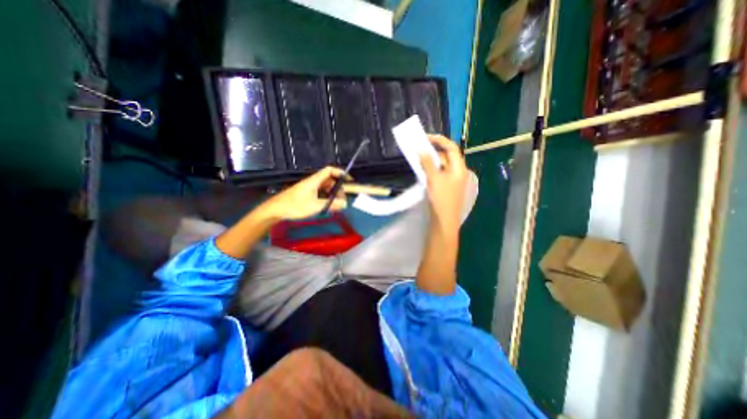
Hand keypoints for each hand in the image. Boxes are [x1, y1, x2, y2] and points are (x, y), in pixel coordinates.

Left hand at [264, 167, 348, 220]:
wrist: (276, 210)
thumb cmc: (295, 206)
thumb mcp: (315, 206)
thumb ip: (330, 204)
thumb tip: (345, 204)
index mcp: (315, 181)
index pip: (330, 170)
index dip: (340, 173)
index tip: (349, 181)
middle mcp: (313, 182)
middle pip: (330, 180)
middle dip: (338, 189)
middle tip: (342, 200)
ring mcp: (310, 188)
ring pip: (326, 187)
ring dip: (333, 194)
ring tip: (336, 205)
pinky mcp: (307, 194)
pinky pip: (321, 193)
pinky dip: (327, 197)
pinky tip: (328, 206)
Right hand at [419, 135, 465, 232]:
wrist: (444, 220)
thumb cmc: (441, 198)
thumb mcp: (434, 178)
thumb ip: (427, 163)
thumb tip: (420, 149)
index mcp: (459, 168)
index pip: (451, 148)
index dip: (440, 140)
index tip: (426, 138)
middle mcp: (458, 172)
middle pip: (447, 156)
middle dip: (433, 153)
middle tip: (420, 151)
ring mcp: (453, 180)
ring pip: (442, 166)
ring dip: (431, 162)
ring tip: (419, 162)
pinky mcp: (447, 186)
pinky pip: (440, 173)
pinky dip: (432, 171)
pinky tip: (423, 172)